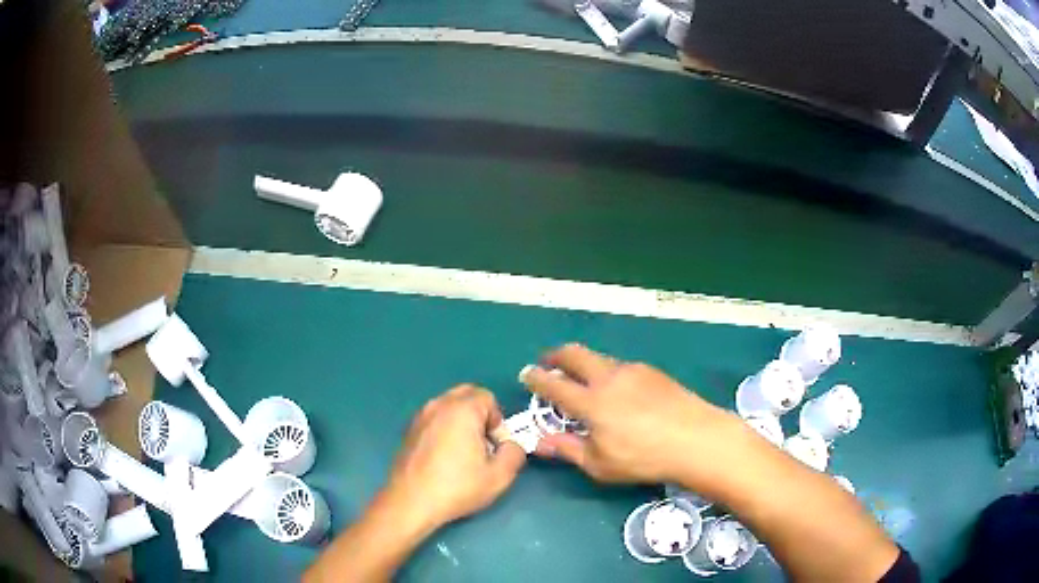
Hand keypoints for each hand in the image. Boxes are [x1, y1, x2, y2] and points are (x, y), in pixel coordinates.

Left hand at [383, 384, 526, 530]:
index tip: (494, 447)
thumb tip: (512, 444)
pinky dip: (444, 428)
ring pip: (448, 406)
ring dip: (461, 421)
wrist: (411, 502)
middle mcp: (439, 405)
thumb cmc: (456, 487)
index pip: (488, 398)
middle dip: (480, 415)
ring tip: (463, 453)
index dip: (498, 421)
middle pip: (466, 395)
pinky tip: (444, 458)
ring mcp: (420, 416)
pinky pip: (434, 418)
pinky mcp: (408, 430)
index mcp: (462, 410)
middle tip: (482, 444)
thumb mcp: (499, 476)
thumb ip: (515, 453)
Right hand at [521, 344, 743, 486]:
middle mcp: (608, 378)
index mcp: (591, 402)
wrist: (696, 438)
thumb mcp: (600, 464)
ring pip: (599, 358)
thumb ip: (568, 449)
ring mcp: (632, 370)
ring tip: (584, 380)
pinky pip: (621, 366)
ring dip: (584, 364)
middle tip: (548, 362)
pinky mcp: (652, 371)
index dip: (536, 378)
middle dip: (556, 355)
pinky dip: (608, 372)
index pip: (554, 385)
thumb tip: (541, 442)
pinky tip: (618, 391)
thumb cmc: (644, 458)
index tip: (527, 374)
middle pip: (575, 354)